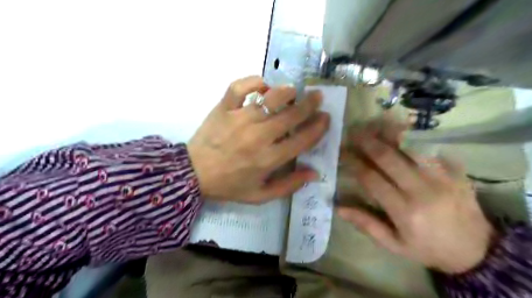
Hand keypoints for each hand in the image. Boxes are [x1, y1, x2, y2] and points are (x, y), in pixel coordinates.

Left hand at [186, 75, 328, 203]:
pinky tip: (263, 85)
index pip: (302, 140)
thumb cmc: (229, 186)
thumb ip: (288, 185)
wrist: (193, 174)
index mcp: (268, 159)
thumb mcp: (260, 195)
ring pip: (270, 98)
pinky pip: (240, 87)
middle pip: (291, 115)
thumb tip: (314, 173)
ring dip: (286, 92)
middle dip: (309, 104)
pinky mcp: (224, 108)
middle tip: (317, 96)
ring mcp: (240, 119)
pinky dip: (253, 81)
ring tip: (294, 90)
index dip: (318, 128)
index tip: (326, 118)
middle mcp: (258, 136)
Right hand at [336, 119, 494, 274]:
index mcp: (405, 211)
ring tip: (373, 124)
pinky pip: (432, 147)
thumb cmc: (428, 248)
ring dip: (389, 132)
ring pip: (411, 146)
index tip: (342, 152)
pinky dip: (414, 136)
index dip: (353, 162)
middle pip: (388, 157)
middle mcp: (423, 190)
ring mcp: (443, 177)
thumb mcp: (394, 245)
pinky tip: (400, 128)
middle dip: (366, 142)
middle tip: (352, 132)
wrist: (477, 250)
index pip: (371, 178)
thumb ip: (366, 224)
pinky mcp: (457, 171)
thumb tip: (338, 207)